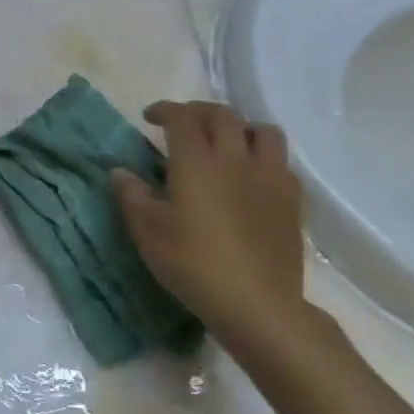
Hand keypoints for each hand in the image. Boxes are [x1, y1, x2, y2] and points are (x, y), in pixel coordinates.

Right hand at [110, 102, 308, 356]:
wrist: (257, 304)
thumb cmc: (193, 264)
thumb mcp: (148, 232)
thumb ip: (131, 195)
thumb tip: (120, 172)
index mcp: (196, 161)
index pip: (182, 117)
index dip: (164, 110)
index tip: (149, 117)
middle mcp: (235, 158)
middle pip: (223, 115)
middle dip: (199, 112)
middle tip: (182, 124)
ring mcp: (269, 177)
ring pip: (262, 131)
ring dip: (239, 128)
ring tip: (225, 143)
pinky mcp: (292, 200)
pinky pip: (281, 161)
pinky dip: (263, 157)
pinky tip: (251, 176)